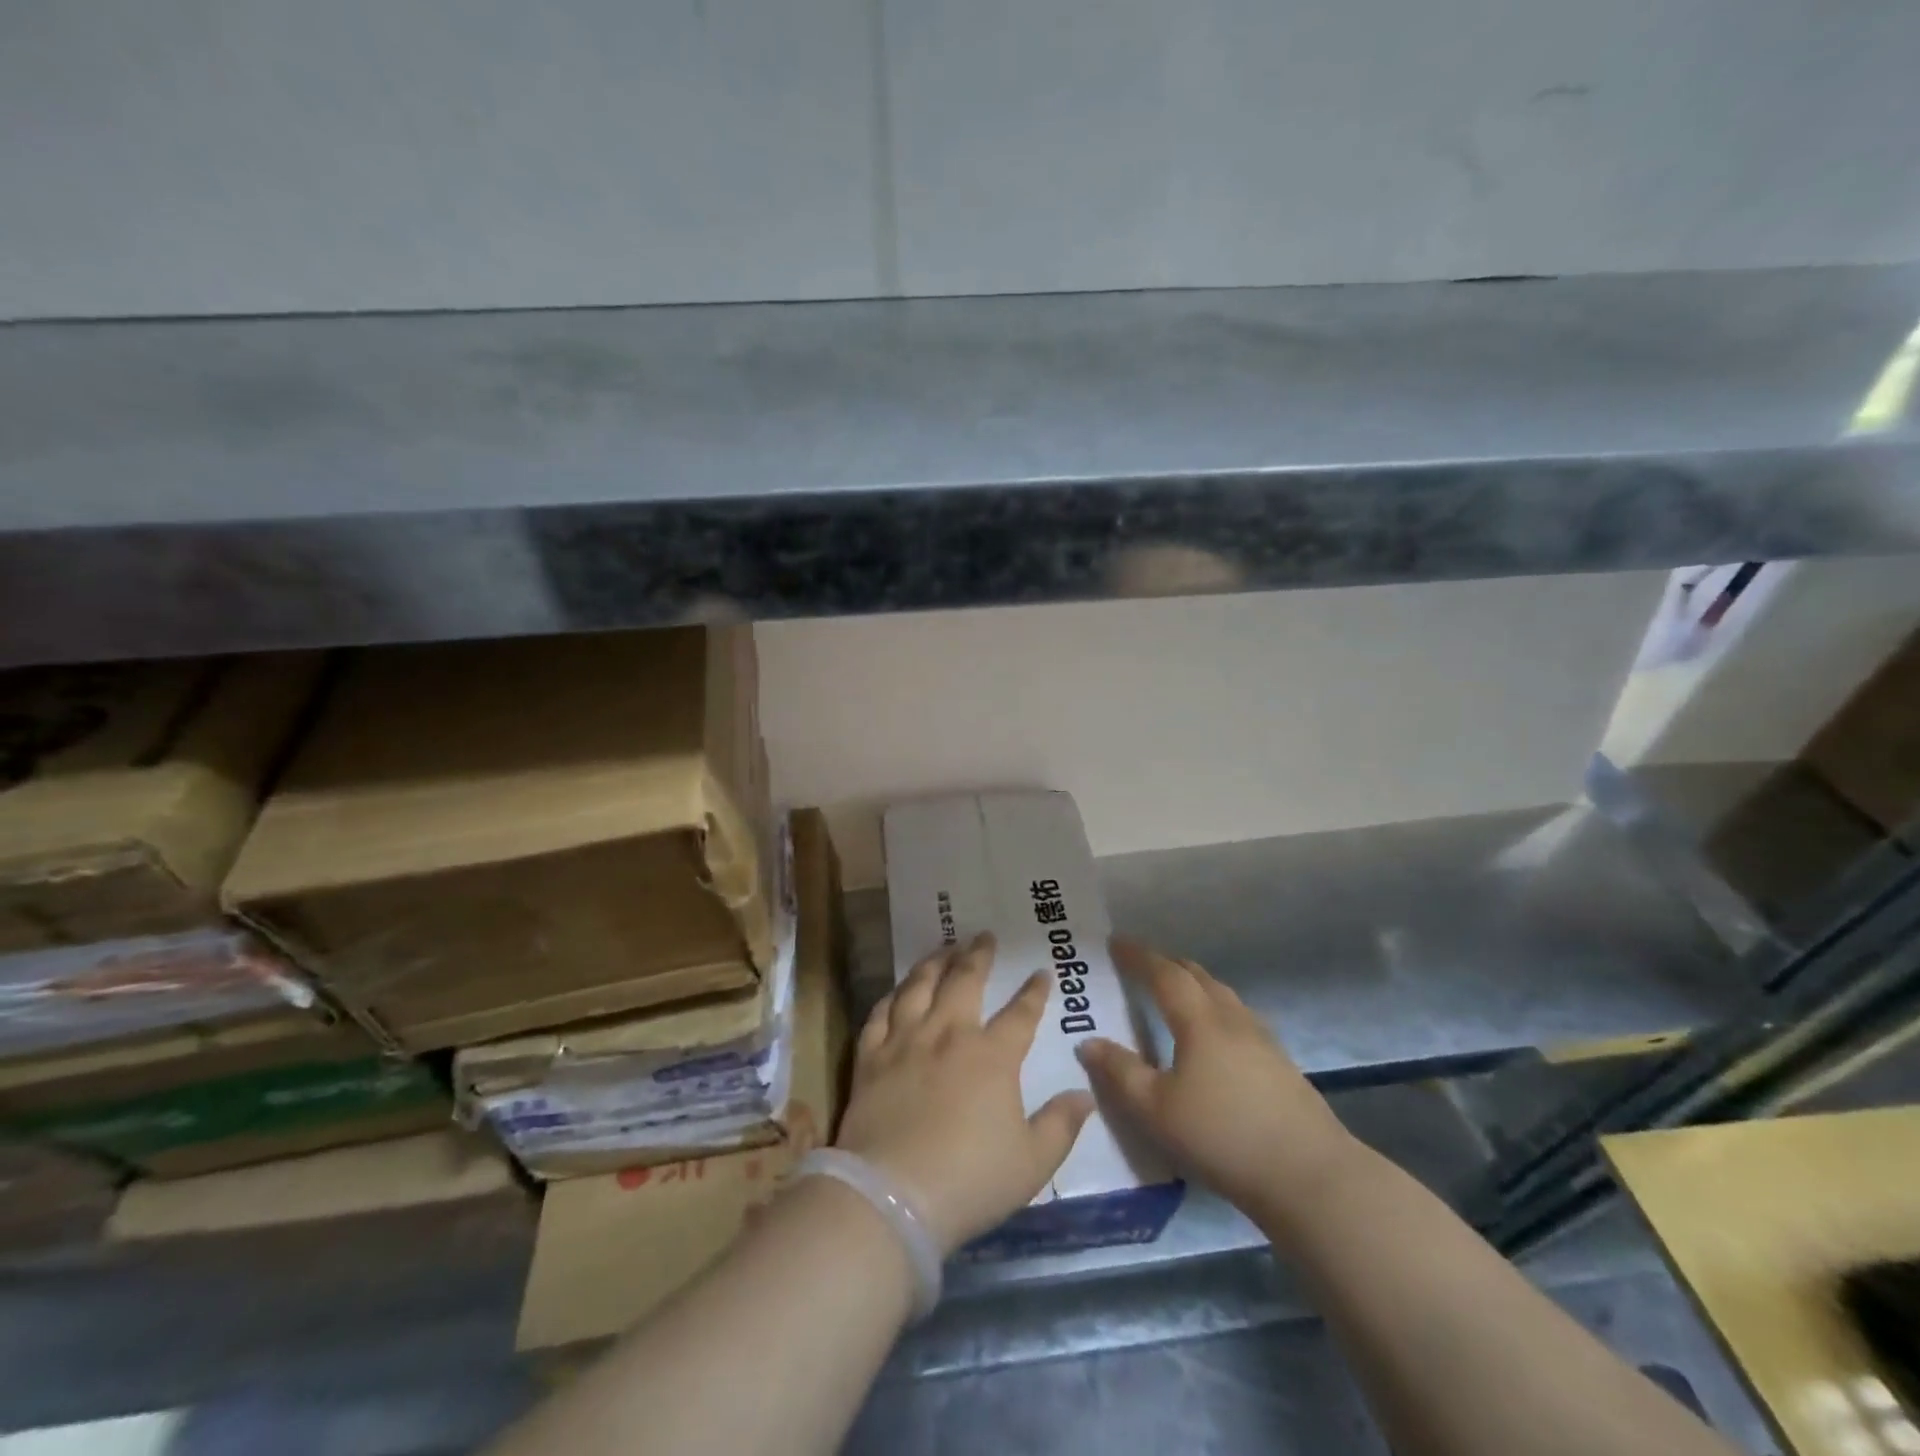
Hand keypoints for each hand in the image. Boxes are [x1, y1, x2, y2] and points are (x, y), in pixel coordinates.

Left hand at [836, 934, 1095, 1253]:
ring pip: (920, 986)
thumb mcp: (1032, 1163)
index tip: (1041, 972)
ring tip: (943, 948)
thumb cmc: (970, 1181)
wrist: (892, 1196)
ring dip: (934, 962)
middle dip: (978, 954)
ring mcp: (905, 1041)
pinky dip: (892, 996)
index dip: (1034, 991)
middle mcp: (949, 1034)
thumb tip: (1085, 1094)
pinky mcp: (870, 1056)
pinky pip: (880, 1012)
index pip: (1021, 1013)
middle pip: (965, 981)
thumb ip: (1061, 1125)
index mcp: (992, 1056)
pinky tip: (898, 991)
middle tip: (983, 936)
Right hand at [1076, 938, 1357, 1235]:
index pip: (1165, 974)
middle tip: (1142, 963)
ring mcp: (1263, 1041)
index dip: (1139, 956)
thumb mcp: (1156, 1111)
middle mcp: (1232, 1020)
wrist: (1309, 1176)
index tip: (1117, 942)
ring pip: (1223, 996)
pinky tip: (1215, 1036)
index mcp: (1200, 1022)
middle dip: (1167, 964)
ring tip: (1176, 992)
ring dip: (1195, 984)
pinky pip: (1239, 1018)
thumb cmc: (1223, 1137)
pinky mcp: (1281, 1066)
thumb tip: (1088, 1042)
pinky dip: (1215, 1009)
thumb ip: (1120, 1073)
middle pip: (1198, 976)